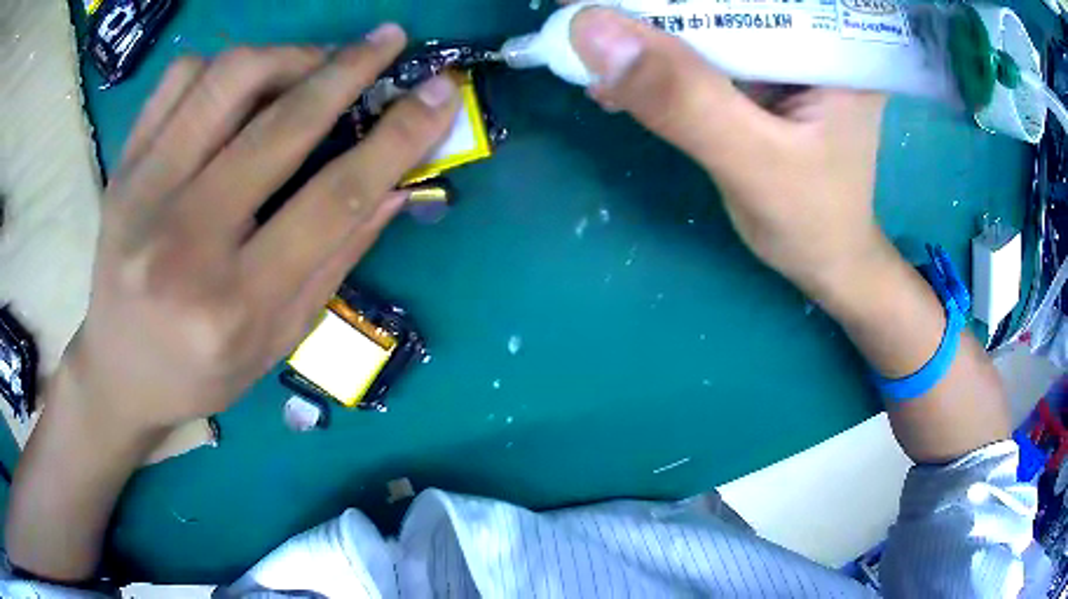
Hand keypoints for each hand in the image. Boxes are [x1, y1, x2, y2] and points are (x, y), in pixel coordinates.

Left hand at [59, 28, 460, 433]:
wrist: (121, 369)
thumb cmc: (202, 370)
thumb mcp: (279, 338)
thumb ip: (336, 260)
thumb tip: (397, 186)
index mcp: (235, 302)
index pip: (333, 199)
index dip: (397, 137)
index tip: (439, 95)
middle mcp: (184, 240)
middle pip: (281, 124)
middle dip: (349, 69)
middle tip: (387, 41)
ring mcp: (143, 193)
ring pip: (227, 78)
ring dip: (287, 56)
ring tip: (311, 65)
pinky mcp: (124, 167)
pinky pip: (179, 78)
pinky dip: (223, 64)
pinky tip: (240, 85)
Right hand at [570, 9, 888, 299]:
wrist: (825, 259)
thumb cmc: (812, 223)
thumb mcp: (754, 163)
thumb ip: (684, 100)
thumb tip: (592, 31)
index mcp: (830, 42)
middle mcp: (807, 36)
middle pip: (722, 4)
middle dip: (653, 8)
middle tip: (588, 15)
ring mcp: (780, 55)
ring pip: (703, 23)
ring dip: (644, 35)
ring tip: (589, 53)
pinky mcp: (758, 77)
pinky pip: (699, 55)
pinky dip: (655, 65)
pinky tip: (617, 83)